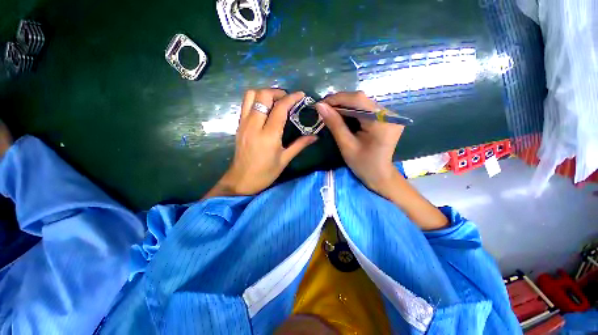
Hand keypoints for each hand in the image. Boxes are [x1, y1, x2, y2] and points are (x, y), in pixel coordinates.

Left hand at [204, 89, 316, 197]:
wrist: (241, 181)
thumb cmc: (265, 173)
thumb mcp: (285, 159)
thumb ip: (300, 145)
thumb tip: (315, 136)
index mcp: (269, 135)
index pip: (280, 108)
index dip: (292, 98)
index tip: (301, 95)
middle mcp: (254, 125)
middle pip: (263, 95)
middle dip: (277, 92)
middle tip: (287, 99)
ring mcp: (244, 124)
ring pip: (250, 96)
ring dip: (264, 93)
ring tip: (275, 101)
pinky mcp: (239, 126)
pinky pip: (245, 104)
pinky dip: (256, 100)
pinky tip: (265, 109)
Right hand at [315, 91, 402, 196]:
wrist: (379, 174)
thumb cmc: (362, 164)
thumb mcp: (346, 145)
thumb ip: (334, 124)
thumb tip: (320, 106)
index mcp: (381, 122)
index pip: (358, 100)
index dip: (338, 99)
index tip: (321, 104)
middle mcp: (389, 114)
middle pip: (361, 100)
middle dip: (340, 102)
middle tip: (323, 108)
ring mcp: (389, 115)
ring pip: (362, 103)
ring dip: (344, 106)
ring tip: (330, 112)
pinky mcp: (385, 118)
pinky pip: (365, 109)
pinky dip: (352, 110)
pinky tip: (341, 115)